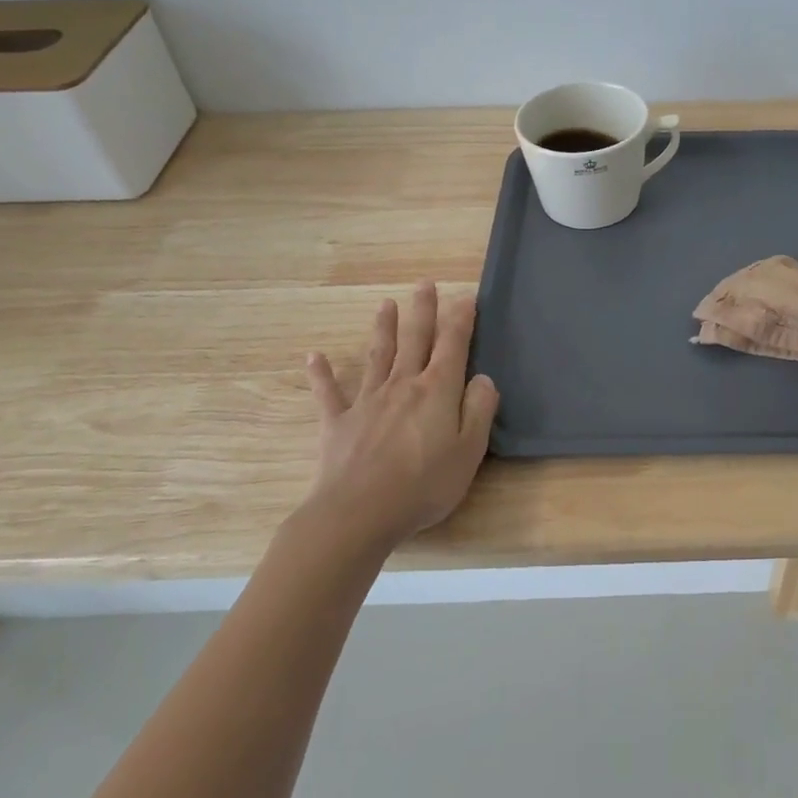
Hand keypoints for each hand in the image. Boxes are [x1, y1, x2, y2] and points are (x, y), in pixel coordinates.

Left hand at [297, 282, 499, 551]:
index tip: (465, 297)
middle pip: (415, 339)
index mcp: (437, 390)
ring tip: (386, 304)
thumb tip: (483, 379)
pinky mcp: (339, 423)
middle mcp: (402, 385)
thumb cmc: (423, 484)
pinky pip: (329, 393)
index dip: (460, 319)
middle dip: (422, 310)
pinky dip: (322, 373)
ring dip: (383, 328)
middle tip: (424, 283)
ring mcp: (367, 401)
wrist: (358, 513)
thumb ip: (479, 410)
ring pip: (378, 355)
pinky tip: (314, 356)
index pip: (453, 345)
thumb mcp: (469, 451)